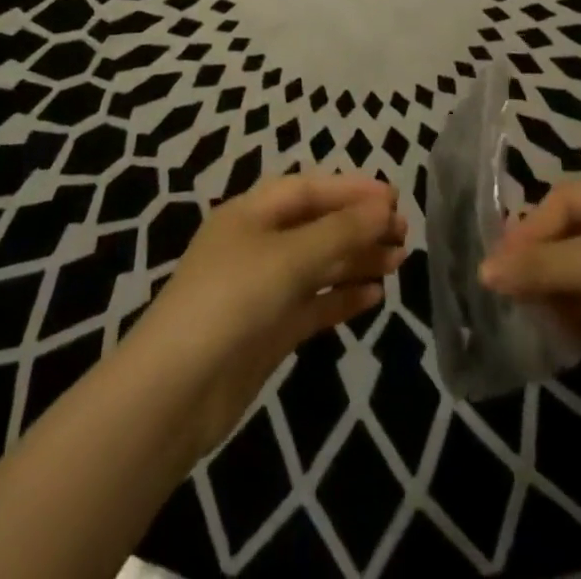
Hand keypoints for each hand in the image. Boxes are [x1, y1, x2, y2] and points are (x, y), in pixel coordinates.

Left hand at [126, 173, 406, 453]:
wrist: (176, 391)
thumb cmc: (231, 300)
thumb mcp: (289, 258)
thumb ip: (340, 231)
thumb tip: (385, 206)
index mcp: (251, 212)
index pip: (309, 189)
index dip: (351, 190)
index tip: (394, 198)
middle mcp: (257, 243)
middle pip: (316, 225)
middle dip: (358, 225)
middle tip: (405, 232)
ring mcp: (263, 288)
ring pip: (318, 264)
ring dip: (356, 259)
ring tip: (399, 260)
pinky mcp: (269, 329)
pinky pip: (313, 303)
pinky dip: (342, 297)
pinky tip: (375, 296)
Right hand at [479, 172, 580, 397]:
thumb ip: (542, 267)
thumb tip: (484, 272)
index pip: (559, 204)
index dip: (527, 233)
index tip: (498, 266)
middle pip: (570, 235)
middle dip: (540, 264)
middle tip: (509, 293)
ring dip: (558, 291)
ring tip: (531, 317)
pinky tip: (562, 331)